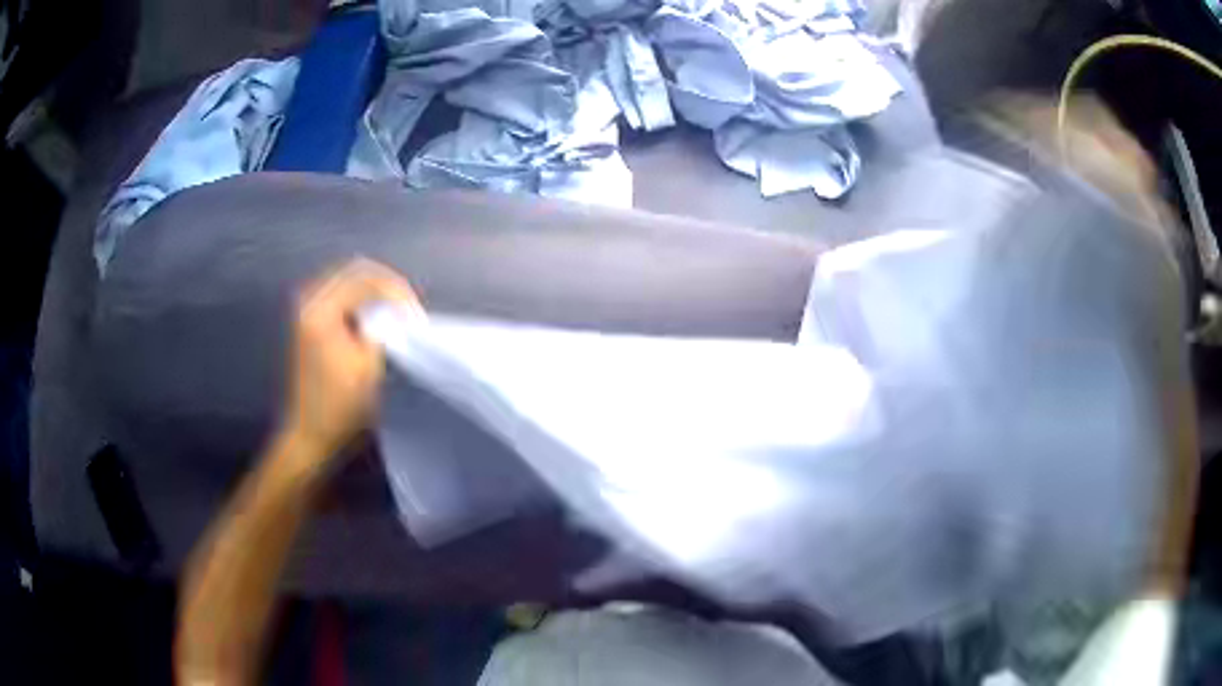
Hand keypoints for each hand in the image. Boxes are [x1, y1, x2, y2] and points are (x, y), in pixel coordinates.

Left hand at [283, 258, 420, 464]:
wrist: (309, 435)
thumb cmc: (340, 406)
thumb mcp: (370, 366)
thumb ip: (385, 329)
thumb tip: (398, 312)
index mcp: (321, 309)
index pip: (367, 279)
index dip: (398, 293)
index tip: (417, 318)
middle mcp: (310, 301)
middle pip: (356, 272)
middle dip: (387, 288)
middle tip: (409, 311)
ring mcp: (307, 311)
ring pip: (348, 282)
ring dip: (374, 294)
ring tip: (397, 316)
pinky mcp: (309, 322)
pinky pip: (340, 297)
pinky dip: (361, 304)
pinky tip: (376, 323)